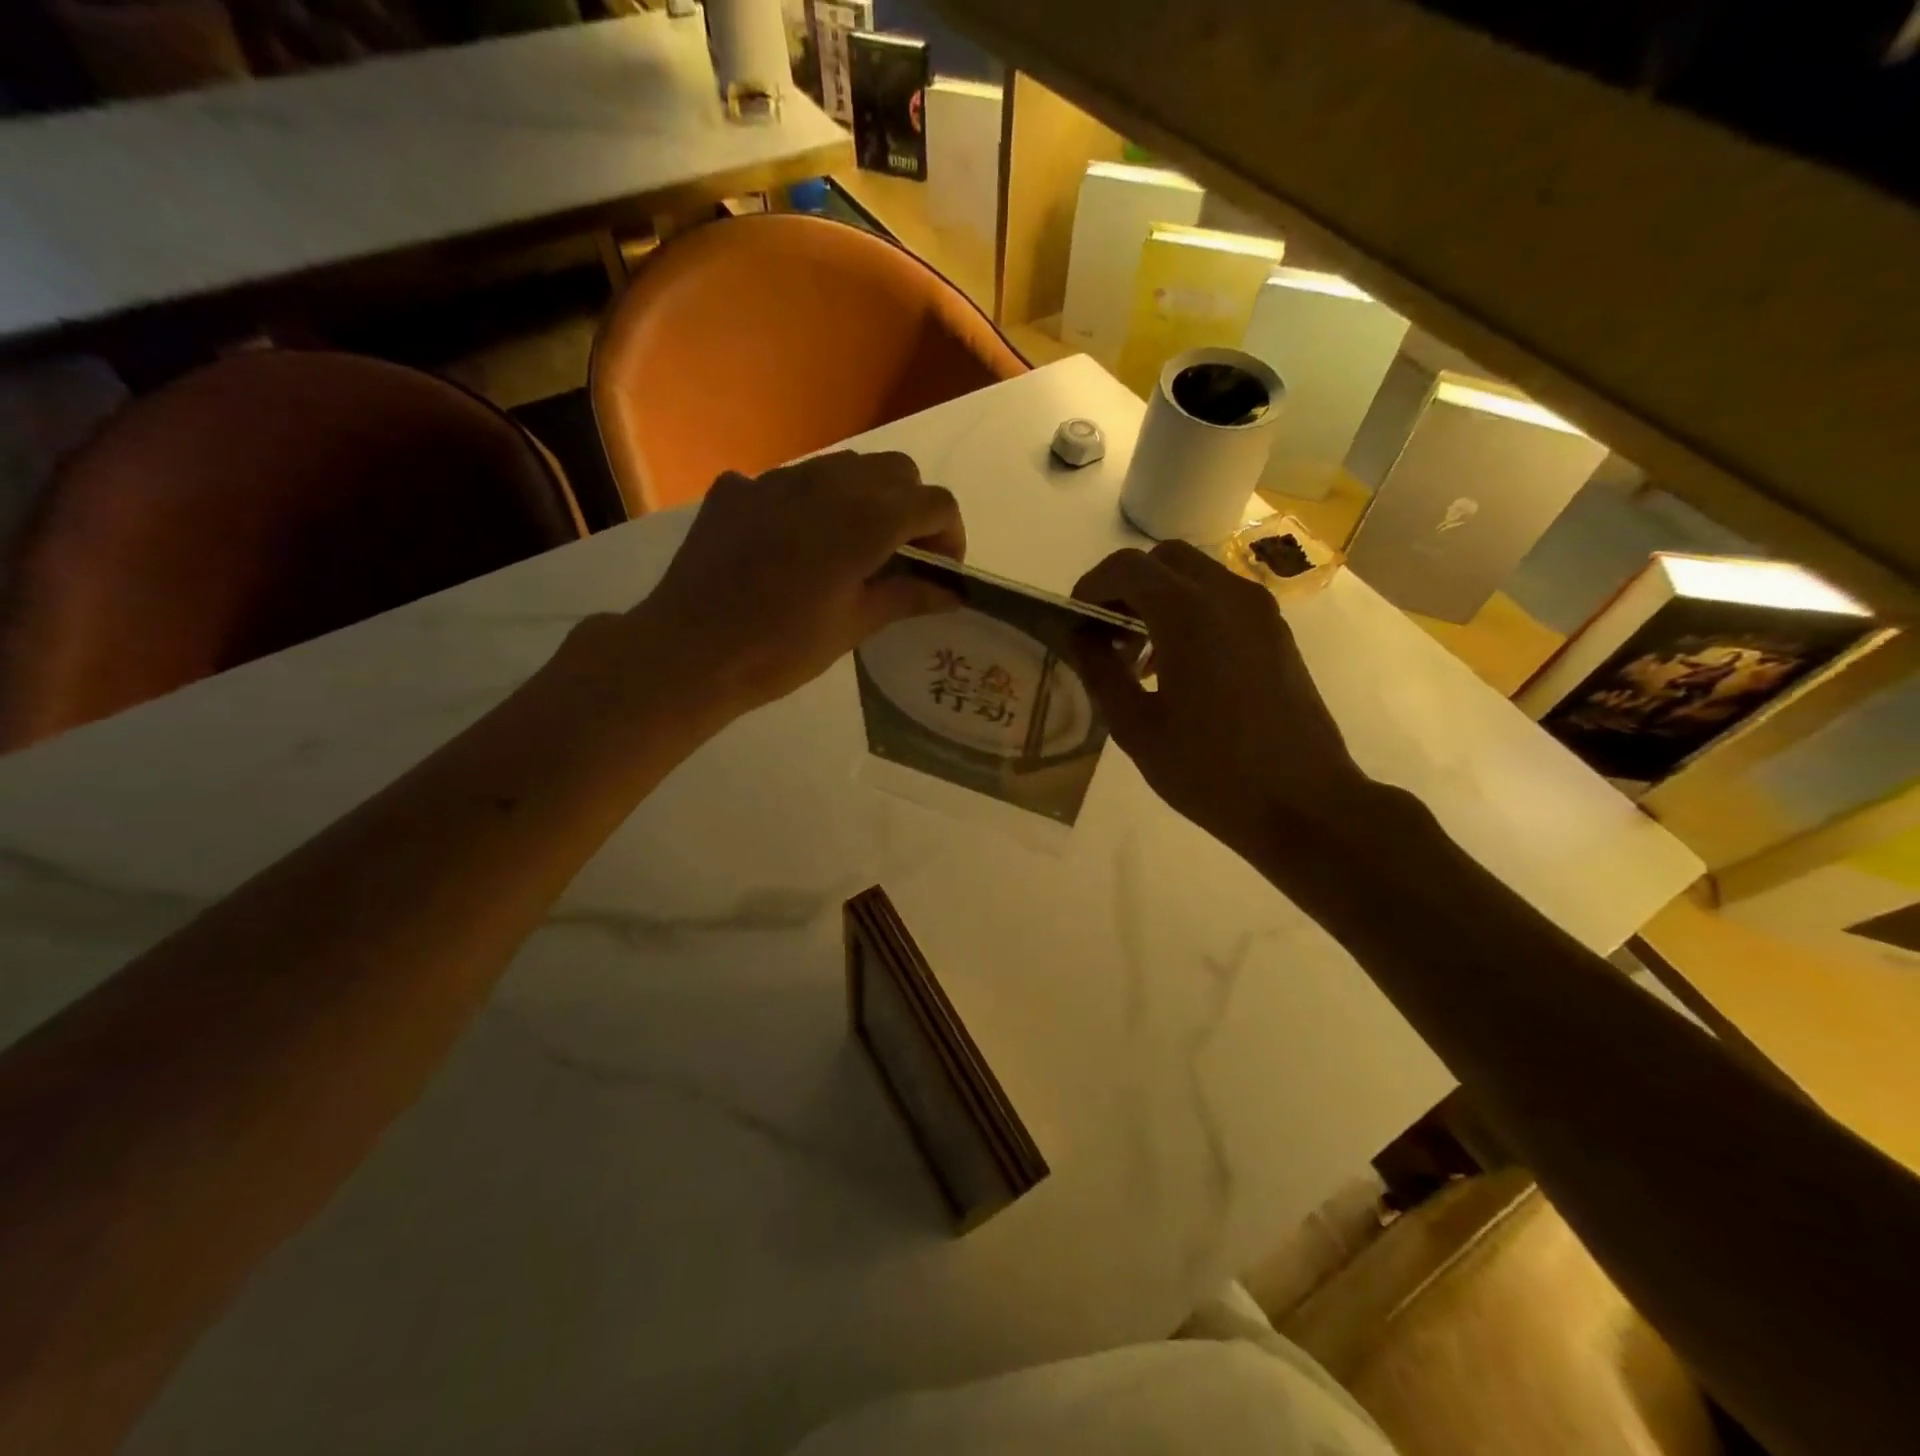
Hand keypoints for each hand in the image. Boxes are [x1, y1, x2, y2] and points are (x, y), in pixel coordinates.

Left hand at [634, 451, 965, 713]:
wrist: (688, 652)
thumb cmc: (781, 650)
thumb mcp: (853, 626)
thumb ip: (907, 597)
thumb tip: (951, 592)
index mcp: (865, 520)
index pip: (935, 502)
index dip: (950, 535)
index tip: (940, 570)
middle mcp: (826, 483)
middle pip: (896, 471)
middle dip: (912, 508)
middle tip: (901, 557)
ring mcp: (775, 479)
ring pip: (844, 467)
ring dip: (864, 498)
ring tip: (850, 548)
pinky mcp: (736, 489)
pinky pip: (790, 481)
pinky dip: (809, 504)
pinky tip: (791, 546)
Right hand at [1072, 541, 1371, 856]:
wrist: (1304, 804)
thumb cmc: (1210, 772)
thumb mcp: (1136, 727)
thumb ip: (1100, 671)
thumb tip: (1079, 636)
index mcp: (1188, 614)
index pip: (1127, 567)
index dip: (1091, 586)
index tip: (1075, 622)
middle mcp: (1228, 596)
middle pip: (1164, 559)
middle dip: (1126, 585)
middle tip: (1105, 632)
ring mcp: (1260, 611)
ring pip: (1196, 575)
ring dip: (1158, 598)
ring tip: (1138, 657)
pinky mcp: (1276, 633)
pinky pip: (1222, 599)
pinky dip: (1190, 611)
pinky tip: (1177, 666)